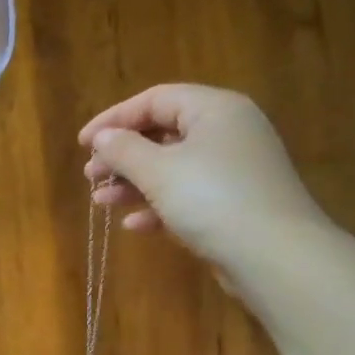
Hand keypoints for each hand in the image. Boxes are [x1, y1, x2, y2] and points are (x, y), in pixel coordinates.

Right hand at [79, 84, 335, 288]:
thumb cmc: (212, 200)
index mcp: (214, 110)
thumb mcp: (158, 171)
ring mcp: (232, 170)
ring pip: (172, 168)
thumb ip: (124, 150)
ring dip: (133, 184)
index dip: (114, 119)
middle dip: (122, 156)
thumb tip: (102, 138)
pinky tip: (133, 224)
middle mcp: (227, 132)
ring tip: (101, 202)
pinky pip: (187, 196)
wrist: (273, 255)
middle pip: (163, 133)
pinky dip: (158, 206)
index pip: (155, 99)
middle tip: (91, 176)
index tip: (82, 143)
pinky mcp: (232, 204)